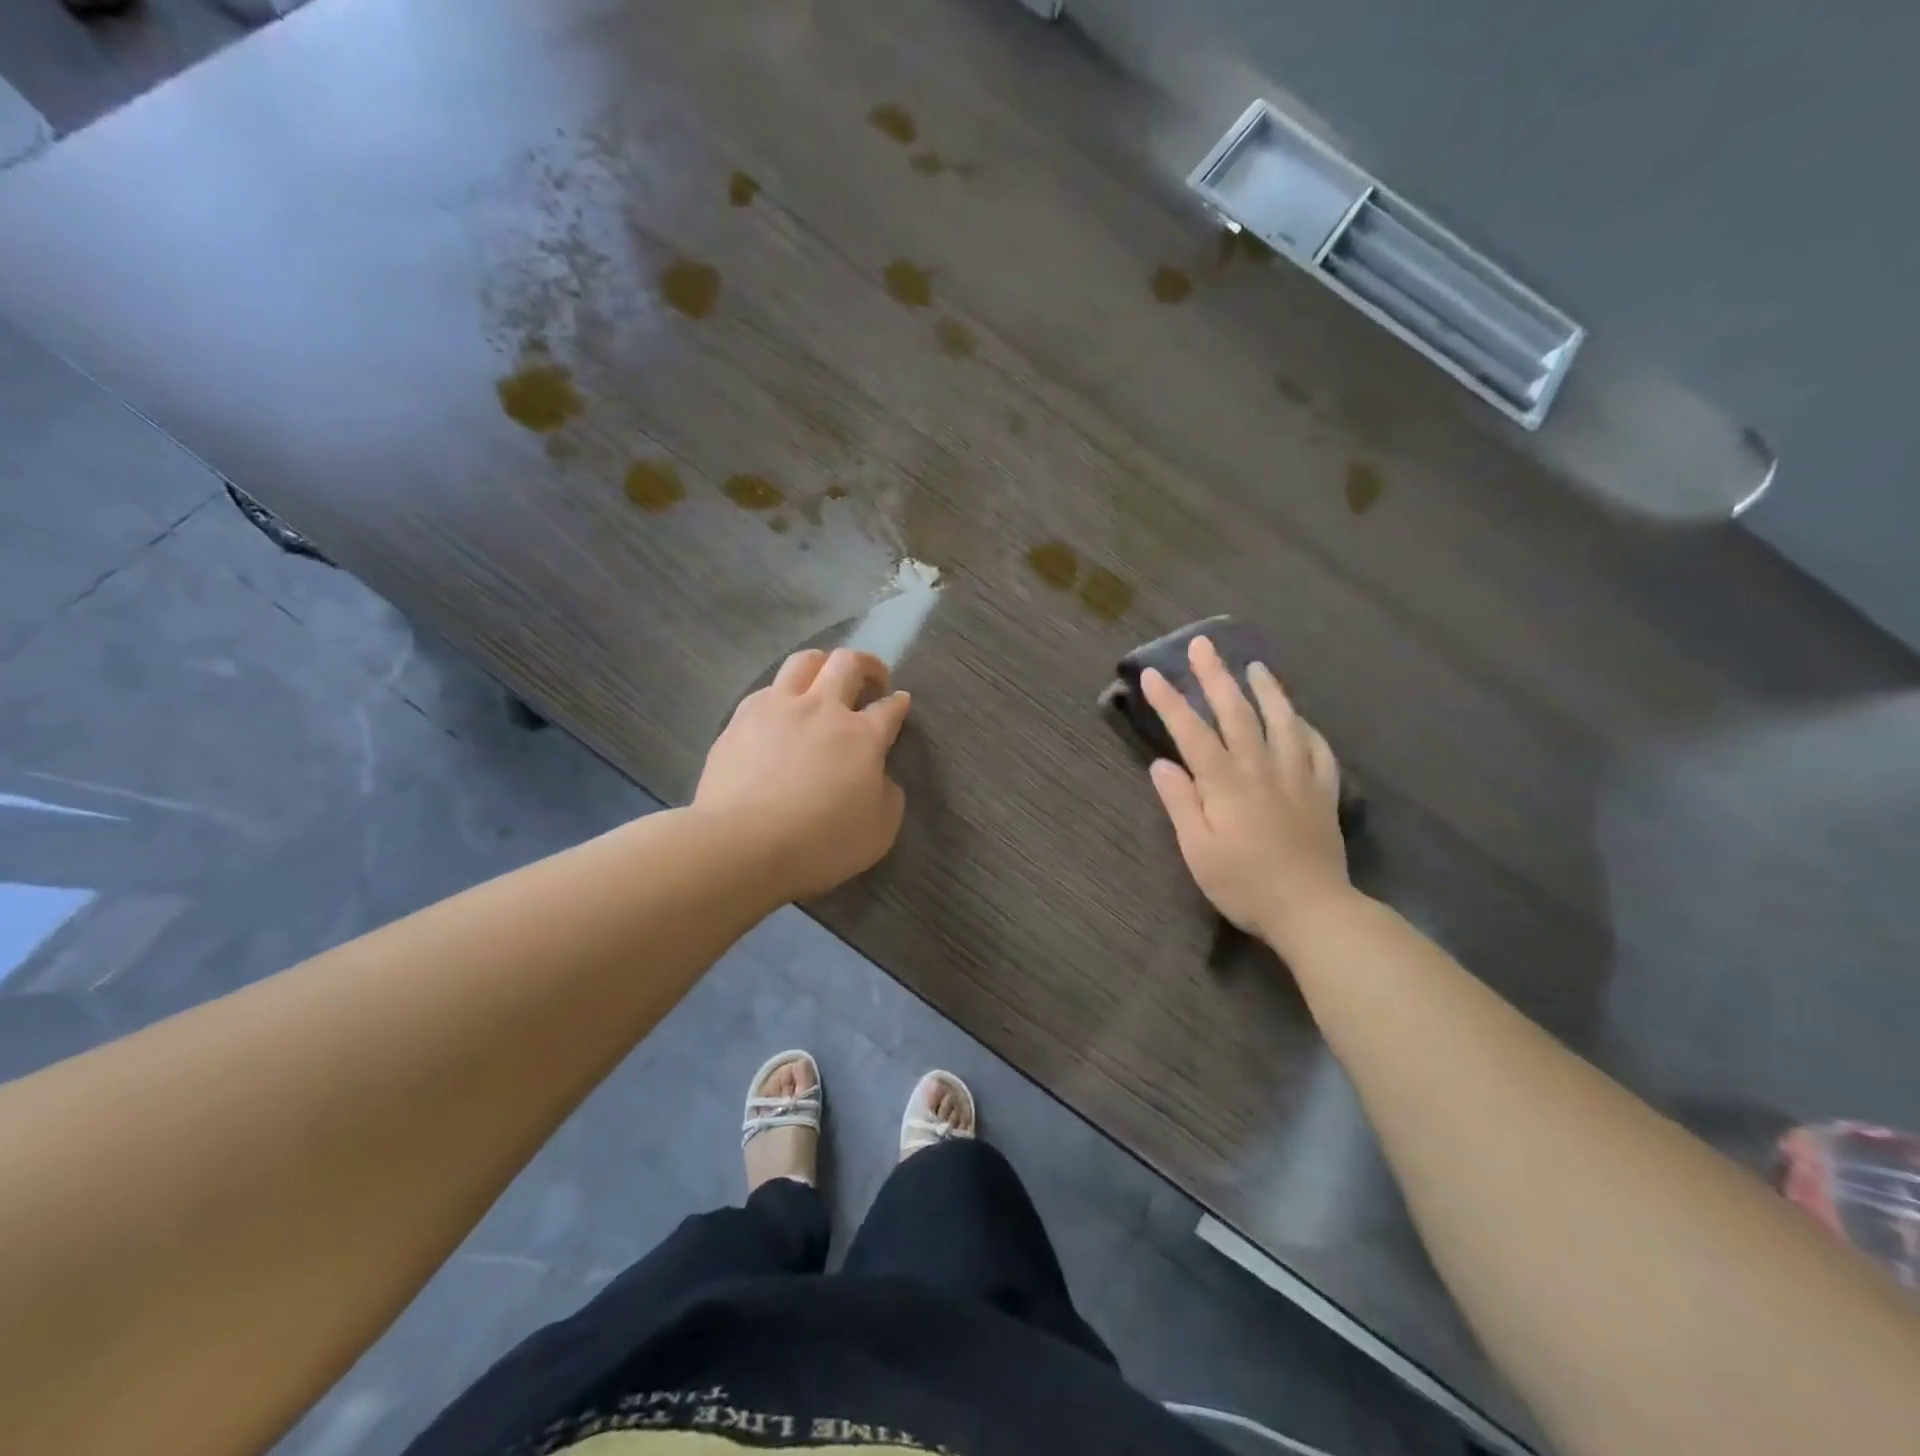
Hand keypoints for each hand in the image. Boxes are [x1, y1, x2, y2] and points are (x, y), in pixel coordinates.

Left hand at [695, 647, 911, 899]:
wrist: (743, 844)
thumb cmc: (820, 842)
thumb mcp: (879, 831)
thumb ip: (888, 796)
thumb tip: (881, 777)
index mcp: (863, 735)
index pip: (889, 707)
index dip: (898, 703)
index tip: (900, 702)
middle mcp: (823, 708)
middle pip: (848, 663)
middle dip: (867, 665)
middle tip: (871, 678)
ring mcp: (778, 707)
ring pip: (804, 661)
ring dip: (822, 663)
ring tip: (825, 678)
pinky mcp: (741, 718)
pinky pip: (767, 689)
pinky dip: (782, 693)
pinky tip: (780, 711)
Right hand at [1141, 636, 1351, 945]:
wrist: (1312, 909)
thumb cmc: (1244, 884)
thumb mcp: (1198, 851)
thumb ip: (1180, 803)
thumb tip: (1162, 764)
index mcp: (1225, 783)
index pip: (1192, 732)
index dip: (1170, 701)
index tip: (1151, 674)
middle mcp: (1261, 768)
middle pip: (1237, 712)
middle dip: (1216, 676)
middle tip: (1203, 645)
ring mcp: (1298, 776)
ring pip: (1283, 720)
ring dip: (1267, 689)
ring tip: (1255, 666)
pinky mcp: (1323, 792)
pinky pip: (1319, 749)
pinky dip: (1308, 728)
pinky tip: (1301, 719)